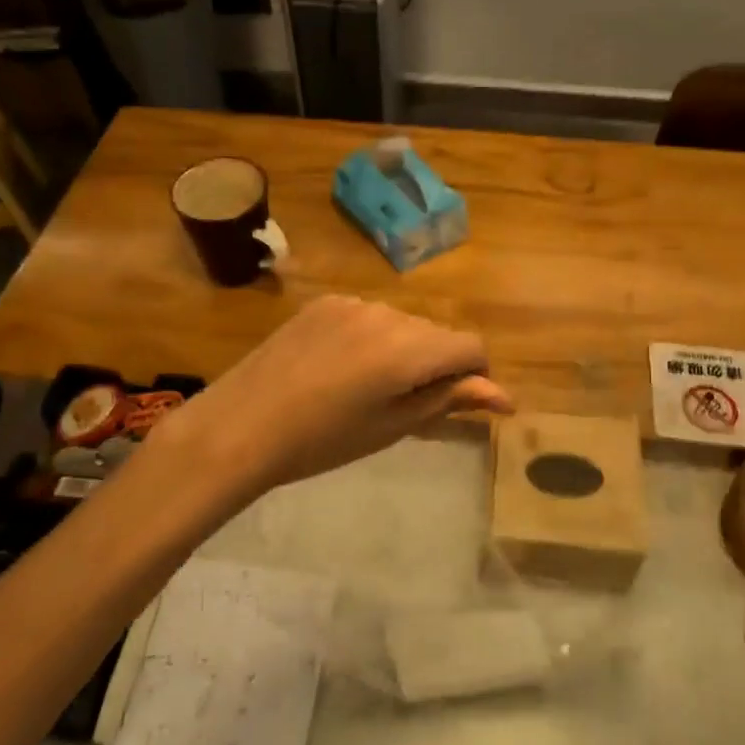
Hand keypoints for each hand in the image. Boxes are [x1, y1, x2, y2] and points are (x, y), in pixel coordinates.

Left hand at [145, 295, 513, 506]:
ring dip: (405, 350)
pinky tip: (341, 369)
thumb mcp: (392, 425)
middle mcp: (386, 313)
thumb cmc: (322, 442)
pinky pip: (369, 316)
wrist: (241, 426)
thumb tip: (503, 396)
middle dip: (437, 365)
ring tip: (368, 389)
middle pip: (436, 334)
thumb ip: (449, 400)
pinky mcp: (325, 302)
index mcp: (408, 349)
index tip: (458, 406)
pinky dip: (372, 339)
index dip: (475, 377)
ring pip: (403, 324)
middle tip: (408, 407)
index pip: (470, 347)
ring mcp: (352, 302)